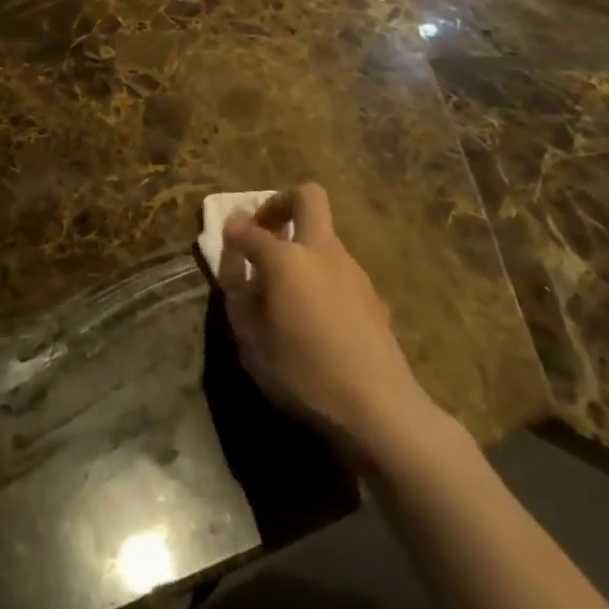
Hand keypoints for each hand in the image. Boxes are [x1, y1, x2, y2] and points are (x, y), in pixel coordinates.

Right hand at [220, 184, 454, 471]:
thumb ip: (240, 301)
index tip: (226, 238)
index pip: (250, 229)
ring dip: (302, 245)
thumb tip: (239, 277)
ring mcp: (352, 271)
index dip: (233, 230)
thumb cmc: (305, 376)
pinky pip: (337, 268)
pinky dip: (320, 275)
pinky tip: (313, 314)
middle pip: (307, 198)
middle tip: (265, 231)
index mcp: (286, 259)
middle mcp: (321, 252)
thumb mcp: (251, 344)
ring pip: (324, 235)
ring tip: (285, 286)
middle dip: (280, 204)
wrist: (382, 410)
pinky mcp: (372, 295)